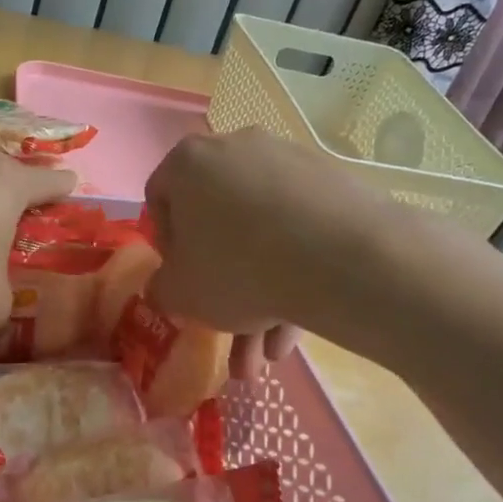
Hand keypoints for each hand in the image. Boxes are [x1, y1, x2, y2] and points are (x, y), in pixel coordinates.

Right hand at [144, 130, 369, 369]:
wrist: (341, 259)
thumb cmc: (238, 268)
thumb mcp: (181, 293)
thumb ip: (162, 288)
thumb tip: (169, 287)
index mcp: (189, 161)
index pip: (161, 197)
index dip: (167, 246)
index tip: (183, 279)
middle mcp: (238, 148)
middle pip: (218, 222)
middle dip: (222, 284)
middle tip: (227, 328)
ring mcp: (290, 163)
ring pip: (263, 234)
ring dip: (261, 293)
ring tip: (269, 352)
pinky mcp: (333, 183)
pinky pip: (300, 231)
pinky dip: (295, 273)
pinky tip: (299, 326)